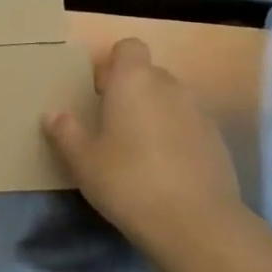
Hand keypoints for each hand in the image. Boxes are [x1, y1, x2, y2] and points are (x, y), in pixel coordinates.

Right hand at [43, 38, 241, 251]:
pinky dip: (176, 139)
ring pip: (170, 101)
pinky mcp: (217, 141)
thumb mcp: (83, 161)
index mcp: (134, 80)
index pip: (128, 47)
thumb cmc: (128, 181)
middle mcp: (169, 86)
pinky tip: (165, 173)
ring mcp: (199, 113)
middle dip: (132, 92)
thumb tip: (53, 114)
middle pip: (149, 74)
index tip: (100, 93)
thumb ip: (66, 132)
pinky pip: (189, 127)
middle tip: (112, 127)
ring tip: (138, 153)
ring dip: (155, 116)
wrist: (196, 224)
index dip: (114, 65)